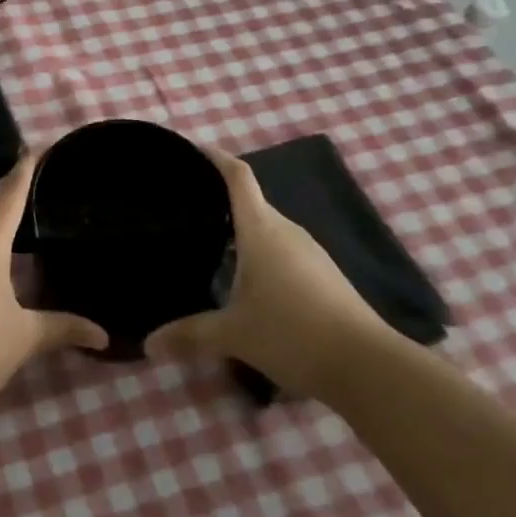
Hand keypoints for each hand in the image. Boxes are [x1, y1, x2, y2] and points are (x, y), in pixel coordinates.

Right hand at [142, 145, 388, 395]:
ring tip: (206, 239)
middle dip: (218, 197)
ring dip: (240, 228)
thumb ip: (189, 335)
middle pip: (250, 200)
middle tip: (183, 206)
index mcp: (261, 230)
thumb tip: (148, 343)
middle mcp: (286, 231)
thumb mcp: (234, 335)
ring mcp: (309, 252)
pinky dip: (258, 251)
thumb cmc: (293, 334)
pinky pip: (282, 249)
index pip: (237, 176)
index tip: (189, 150)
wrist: (368, 366)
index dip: (214, 157)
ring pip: (267, 227)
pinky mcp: (323, 275)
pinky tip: (243, 277)